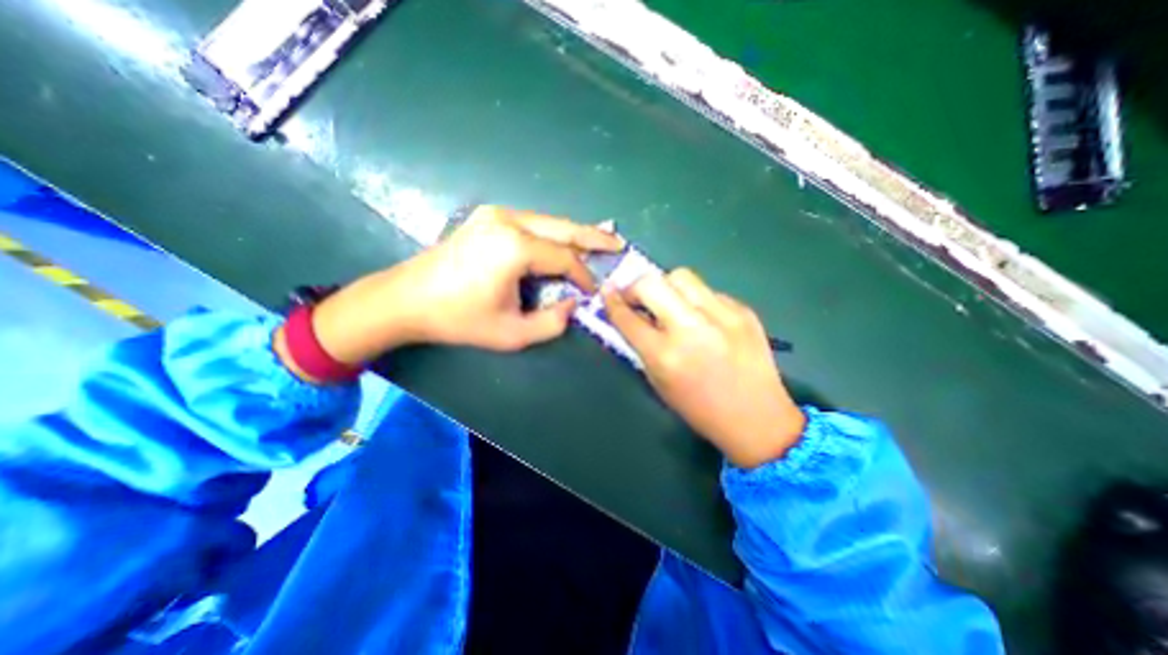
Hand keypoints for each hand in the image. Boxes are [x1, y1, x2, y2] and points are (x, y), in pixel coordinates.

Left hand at [306, 206, 625, 366]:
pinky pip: (533, 223)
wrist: (407, 299)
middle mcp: (509, 221)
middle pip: (563, 227)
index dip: (584, 275)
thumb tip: (573, 304)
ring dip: (574, 233)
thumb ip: (552, 323)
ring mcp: (496, 214)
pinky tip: (564, 240)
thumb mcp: (511, 334)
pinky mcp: (488, 217)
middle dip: (593, 236)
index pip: (565, 258)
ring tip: (599, 240)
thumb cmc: (458, 319)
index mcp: (514, 247)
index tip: (593, 291)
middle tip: (618, 243)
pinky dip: (553, 233)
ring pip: (549, 222)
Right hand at [602, 268, 804, 467]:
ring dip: (667, 287)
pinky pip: (708, 292)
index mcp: (665, 356)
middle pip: (651, 283)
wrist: (757, 418)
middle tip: (638, 298)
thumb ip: (641, 346)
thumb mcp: (659, 382)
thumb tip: (630, 315)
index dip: (612, 301)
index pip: (627, 317)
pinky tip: (702, 319)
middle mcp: (691, 329)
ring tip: (670, 304)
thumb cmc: (700, 408)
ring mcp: (721, 316)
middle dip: (636, 287)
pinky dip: (696, 300)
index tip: (607, 291)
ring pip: (681, 276)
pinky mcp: (743, 311)